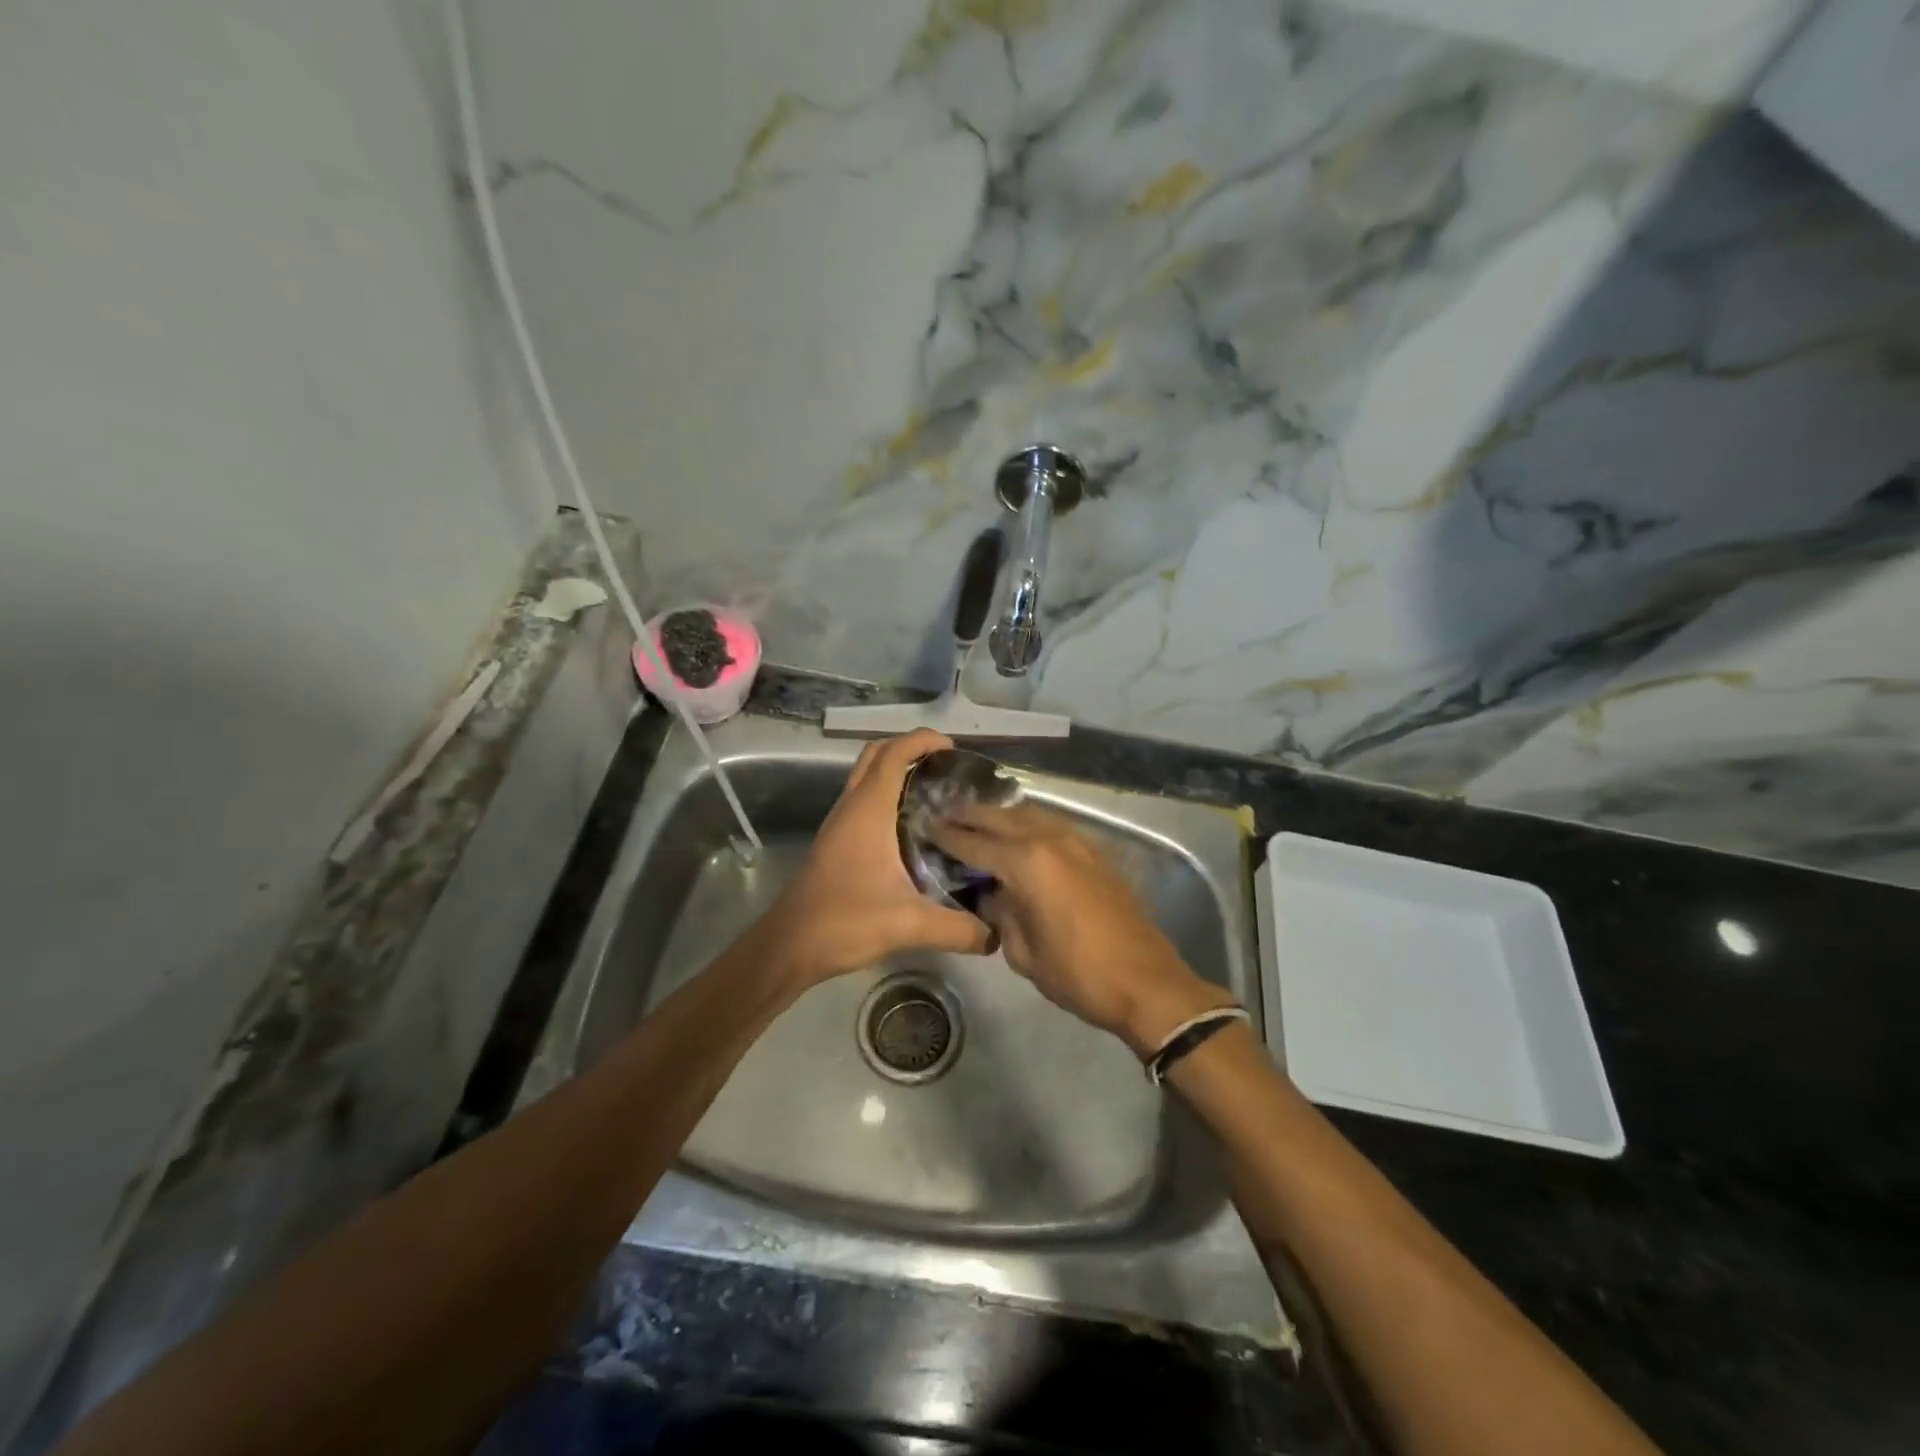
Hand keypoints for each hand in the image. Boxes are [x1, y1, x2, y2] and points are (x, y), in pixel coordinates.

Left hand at [760, 730, 992, 988]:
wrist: (789, 945)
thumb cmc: (844, 922)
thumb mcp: (908, 925)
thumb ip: (958, 929)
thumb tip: (997, 936)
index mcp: (868, 811)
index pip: (894, 754)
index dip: (922, 741)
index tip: (954, 748)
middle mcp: (851, 807)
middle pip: (877, 755)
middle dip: (910, 748)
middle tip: (946, 767)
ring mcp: (840, 823)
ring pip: (867, 776)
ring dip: (896, 771)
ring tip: (936, 791)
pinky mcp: (836, 840)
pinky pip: (863, 800)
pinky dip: (887, 795)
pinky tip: (912, 826)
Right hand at [927, 803, 1236, 1056]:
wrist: (1147, 984)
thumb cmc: (1078, 974)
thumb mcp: (1023, 953)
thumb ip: (1000, 914)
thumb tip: (990, 895)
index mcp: (1027, 863)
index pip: (975, 843)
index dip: (947, 836)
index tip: (925, 827)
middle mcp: (1050, 840)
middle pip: (1001, 817)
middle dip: (970, 815)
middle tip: (944, 814)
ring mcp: (1078, 842)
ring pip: (1030, 815)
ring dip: (1001, 816)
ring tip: (978, 821)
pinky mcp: (1096, 853)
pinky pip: (1053, 826)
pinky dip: (1029, 825)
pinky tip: (1019, 838)